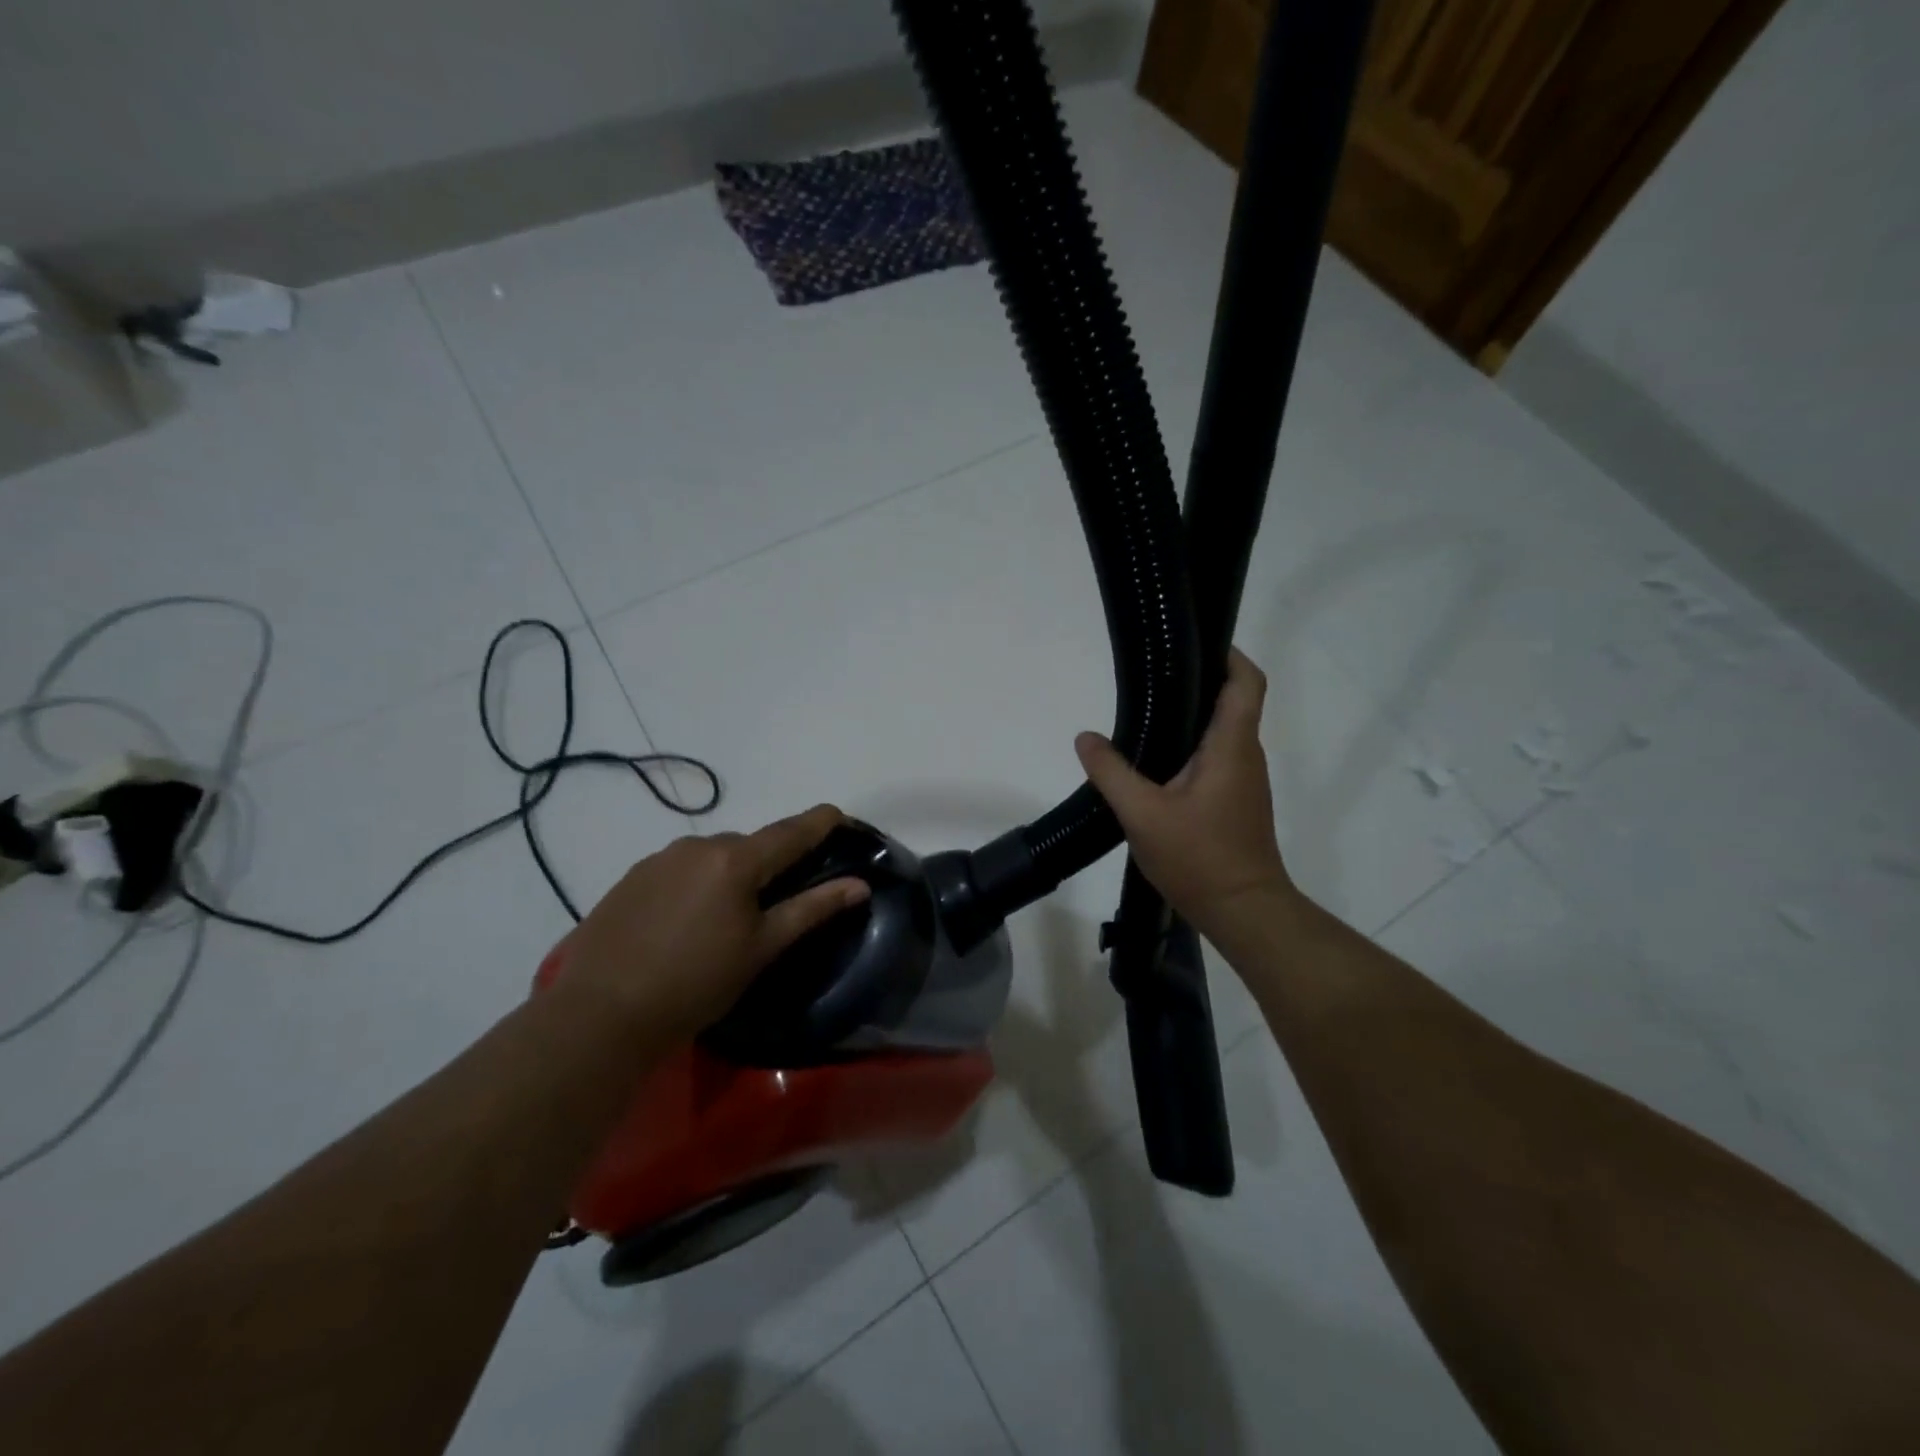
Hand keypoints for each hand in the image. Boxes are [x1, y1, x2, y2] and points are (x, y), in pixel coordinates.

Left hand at [558, 805, 869, 1043]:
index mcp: (735, 858)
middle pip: (752, 844)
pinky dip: (698, 883)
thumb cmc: (696, 982)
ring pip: (714, 856)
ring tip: (730, 919)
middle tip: (782, 898)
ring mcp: (659, 858)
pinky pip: (681, 868)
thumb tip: (859, 885)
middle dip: (773, 862)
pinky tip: (688, 922)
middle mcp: (698, 844)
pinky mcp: (631, 877)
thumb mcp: (762, 948)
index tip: (844, 818)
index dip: (823, 821)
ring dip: (732, 874)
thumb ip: (813, 909)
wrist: (599, 1014)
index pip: (793, 829)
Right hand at [1075, 648, 1295, 940]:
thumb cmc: (1200, 858)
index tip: (1197, 641)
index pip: (1246, 682)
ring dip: (1193, 717)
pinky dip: (1192, 747)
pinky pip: (1217, 758)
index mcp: (1231, 747)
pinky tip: (1157, 761)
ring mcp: (1243, 781)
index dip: (1229, 654)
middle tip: (1154, 673)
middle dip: (1200, 681)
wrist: (1244, 912)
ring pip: (1223, 733)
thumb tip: (1085, 738)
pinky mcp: (1236, 802)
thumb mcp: (1143, 814)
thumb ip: (1111, 773)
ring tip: (1148, 711)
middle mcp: (1245, 756)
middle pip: (1233, 702)